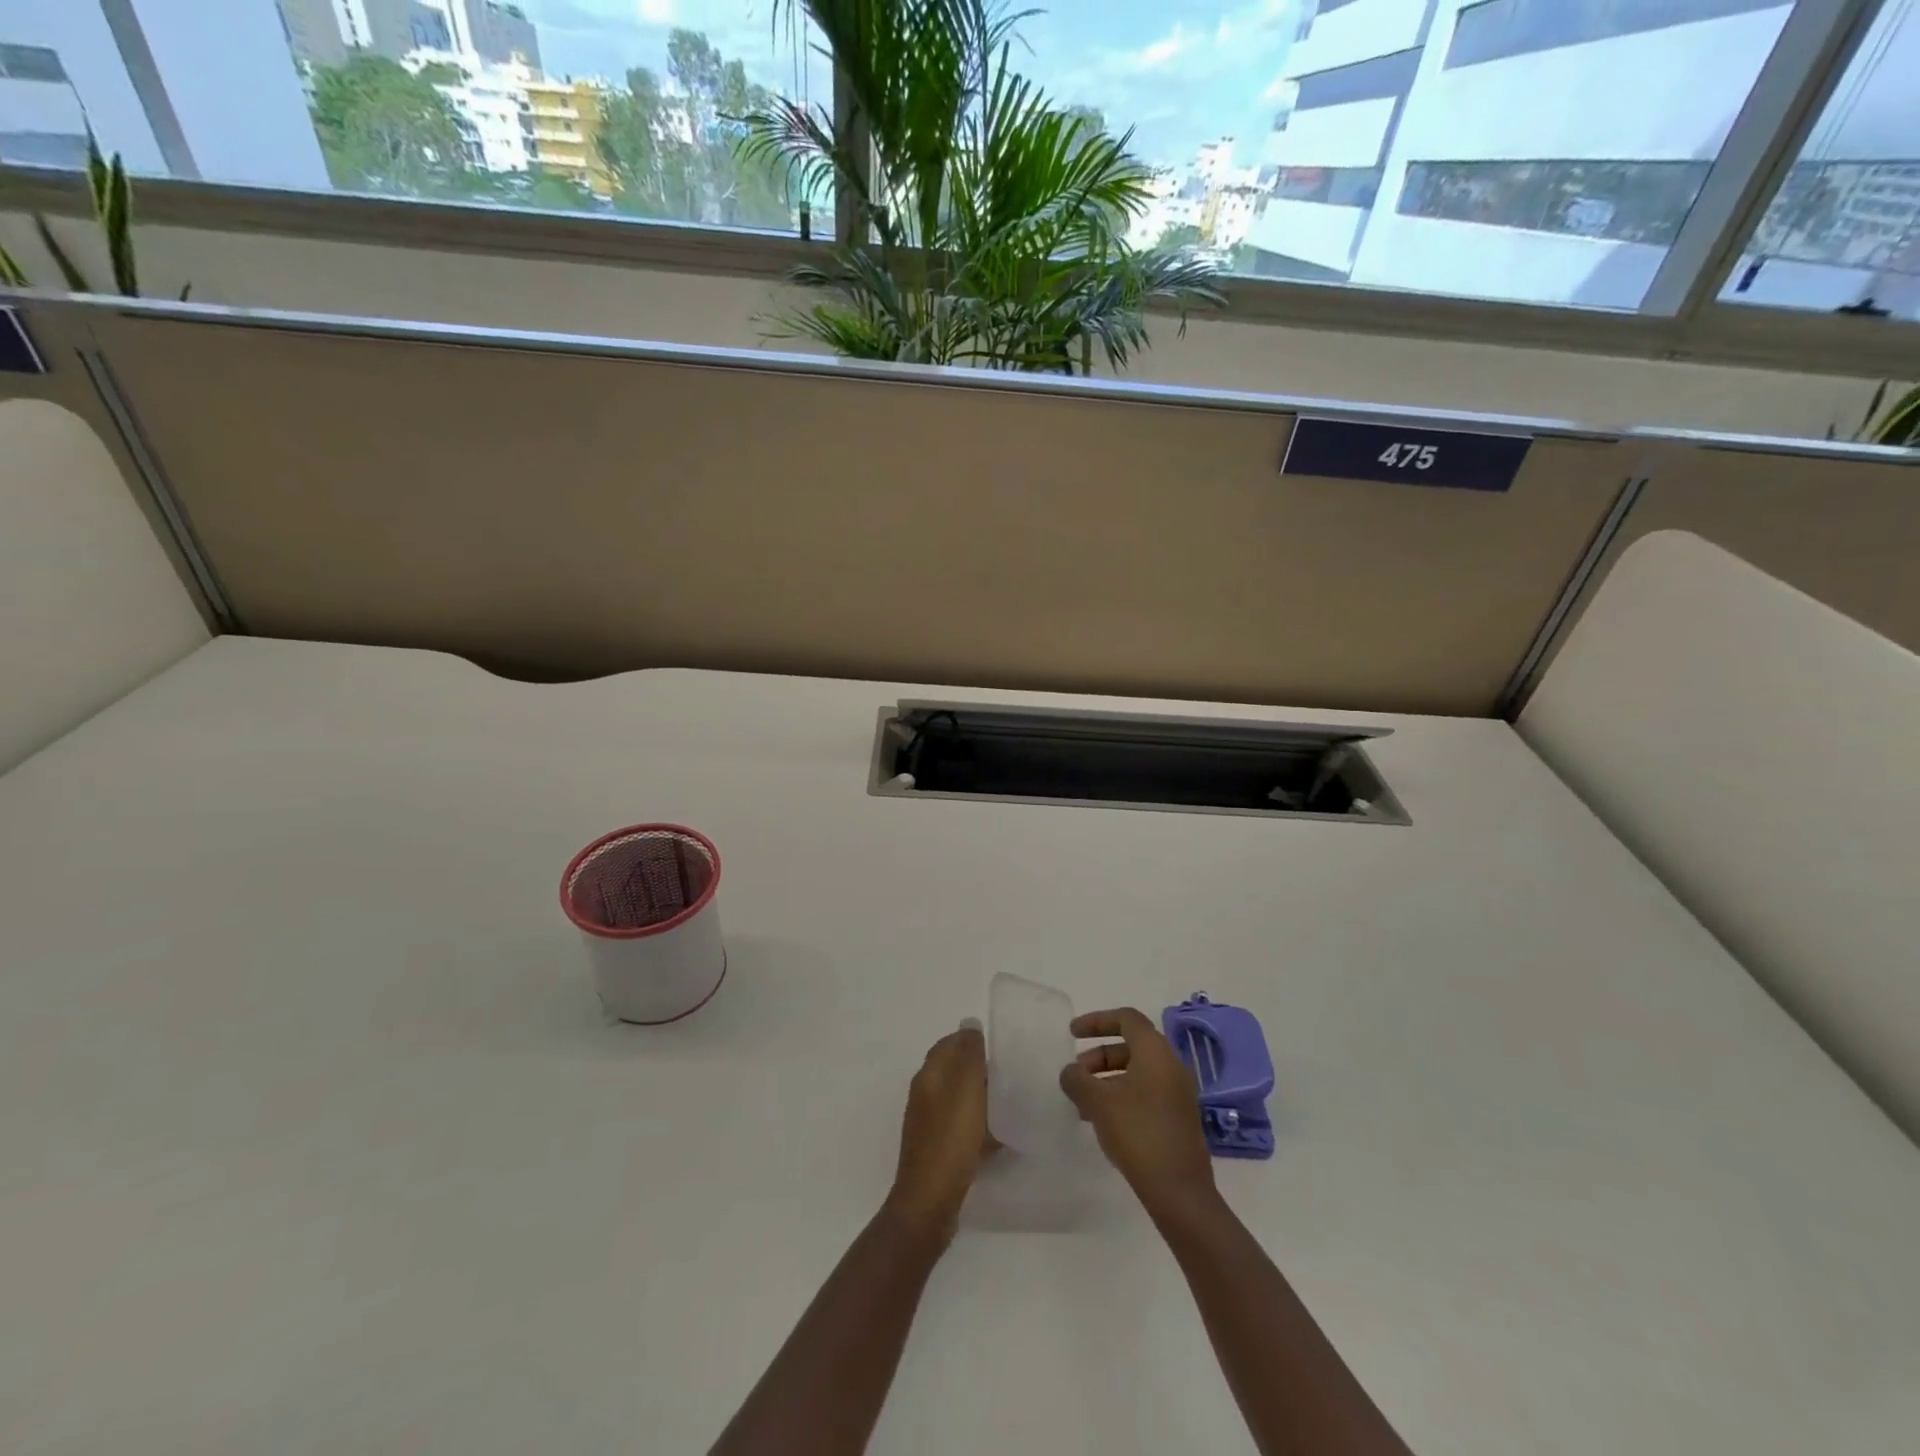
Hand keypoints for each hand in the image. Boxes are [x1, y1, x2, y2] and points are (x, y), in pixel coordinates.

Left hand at [884, 1020, 991, 1242]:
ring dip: (981, 1098)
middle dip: (979, 1069)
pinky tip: (999, 1139)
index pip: (948, 1044)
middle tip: (1010, 1074)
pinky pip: (961, 1128)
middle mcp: (924, 1096)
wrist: (929, 1204)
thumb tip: (970, 1024)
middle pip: (953, 1071)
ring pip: (959, 1100)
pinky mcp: (937, 1151)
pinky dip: (979, 1127)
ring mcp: (928, 1125)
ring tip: (1010, 1103)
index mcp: (928, 1076)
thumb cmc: (950, 1140)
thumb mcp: (965, 1090)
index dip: (971, 1041)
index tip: (999, 1046)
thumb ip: (969, 1055)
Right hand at [1060, 1007, 1216, 1217]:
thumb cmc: (1138, 1133)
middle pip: (1130, 1045)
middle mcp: (1171, 1065)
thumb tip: (1070, 1072)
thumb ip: (1078, 1080)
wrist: (1179, 1191)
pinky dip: (1121, 1095)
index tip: (1072, 1033)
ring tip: (1083, 1102)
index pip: (1126, 1018)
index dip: (1097, 1020)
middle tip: (1076, 1074)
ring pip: (1137, 1071)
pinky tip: (1102, 1121)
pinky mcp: (1177, 1118)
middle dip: (1098, 1055)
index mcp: (1155, 1052)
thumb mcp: (1098, 1102)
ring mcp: (1177, 1093)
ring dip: (1107, 1079)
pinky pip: (1145, 1092)